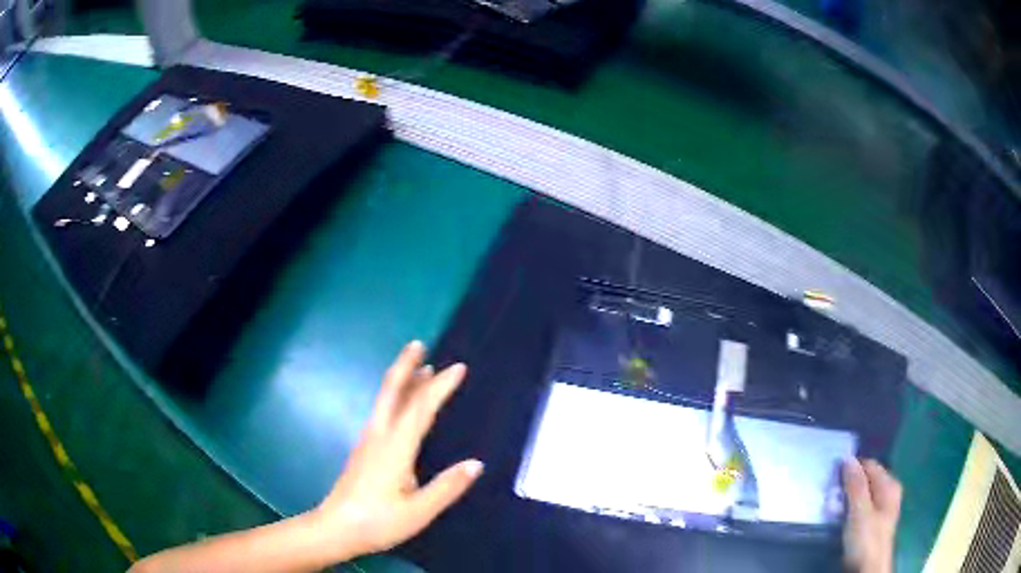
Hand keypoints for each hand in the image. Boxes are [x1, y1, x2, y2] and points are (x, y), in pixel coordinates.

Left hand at [309, 341, 482, 560]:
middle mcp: (379, 435)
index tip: (458, 367)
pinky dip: (395, 397)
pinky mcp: (363, 449)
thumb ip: (447, 487)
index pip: (420, 408)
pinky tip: (401, 404)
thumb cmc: (378, 521)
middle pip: (391, 391)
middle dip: (405, 365)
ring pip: (385, 400)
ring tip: (419, 368)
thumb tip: (475, 463)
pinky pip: (382, 411)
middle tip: (419, 344)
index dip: (440, 386)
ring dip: (402, 379)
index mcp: (395, 447)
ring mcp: (368, 440)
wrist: (335, 528)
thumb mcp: (418, 512)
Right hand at [842, 458, 902, 572]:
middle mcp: (889, 491)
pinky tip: (840, 520)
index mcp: (889, 484)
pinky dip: (849, 511)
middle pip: (866, 479)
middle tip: (831, 499)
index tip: (832, 481)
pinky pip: (860, 507)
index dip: (851, 469)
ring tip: (833, 512)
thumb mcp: (859, 512)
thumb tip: (848, 458)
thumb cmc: (866, 540)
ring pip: (861, 495)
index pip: (869, 465)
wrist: (869, 569)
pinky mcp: (873, 522)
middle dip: (848, 487)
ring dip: (846, 500)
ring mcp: (882, 507)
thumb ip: (855, 485)